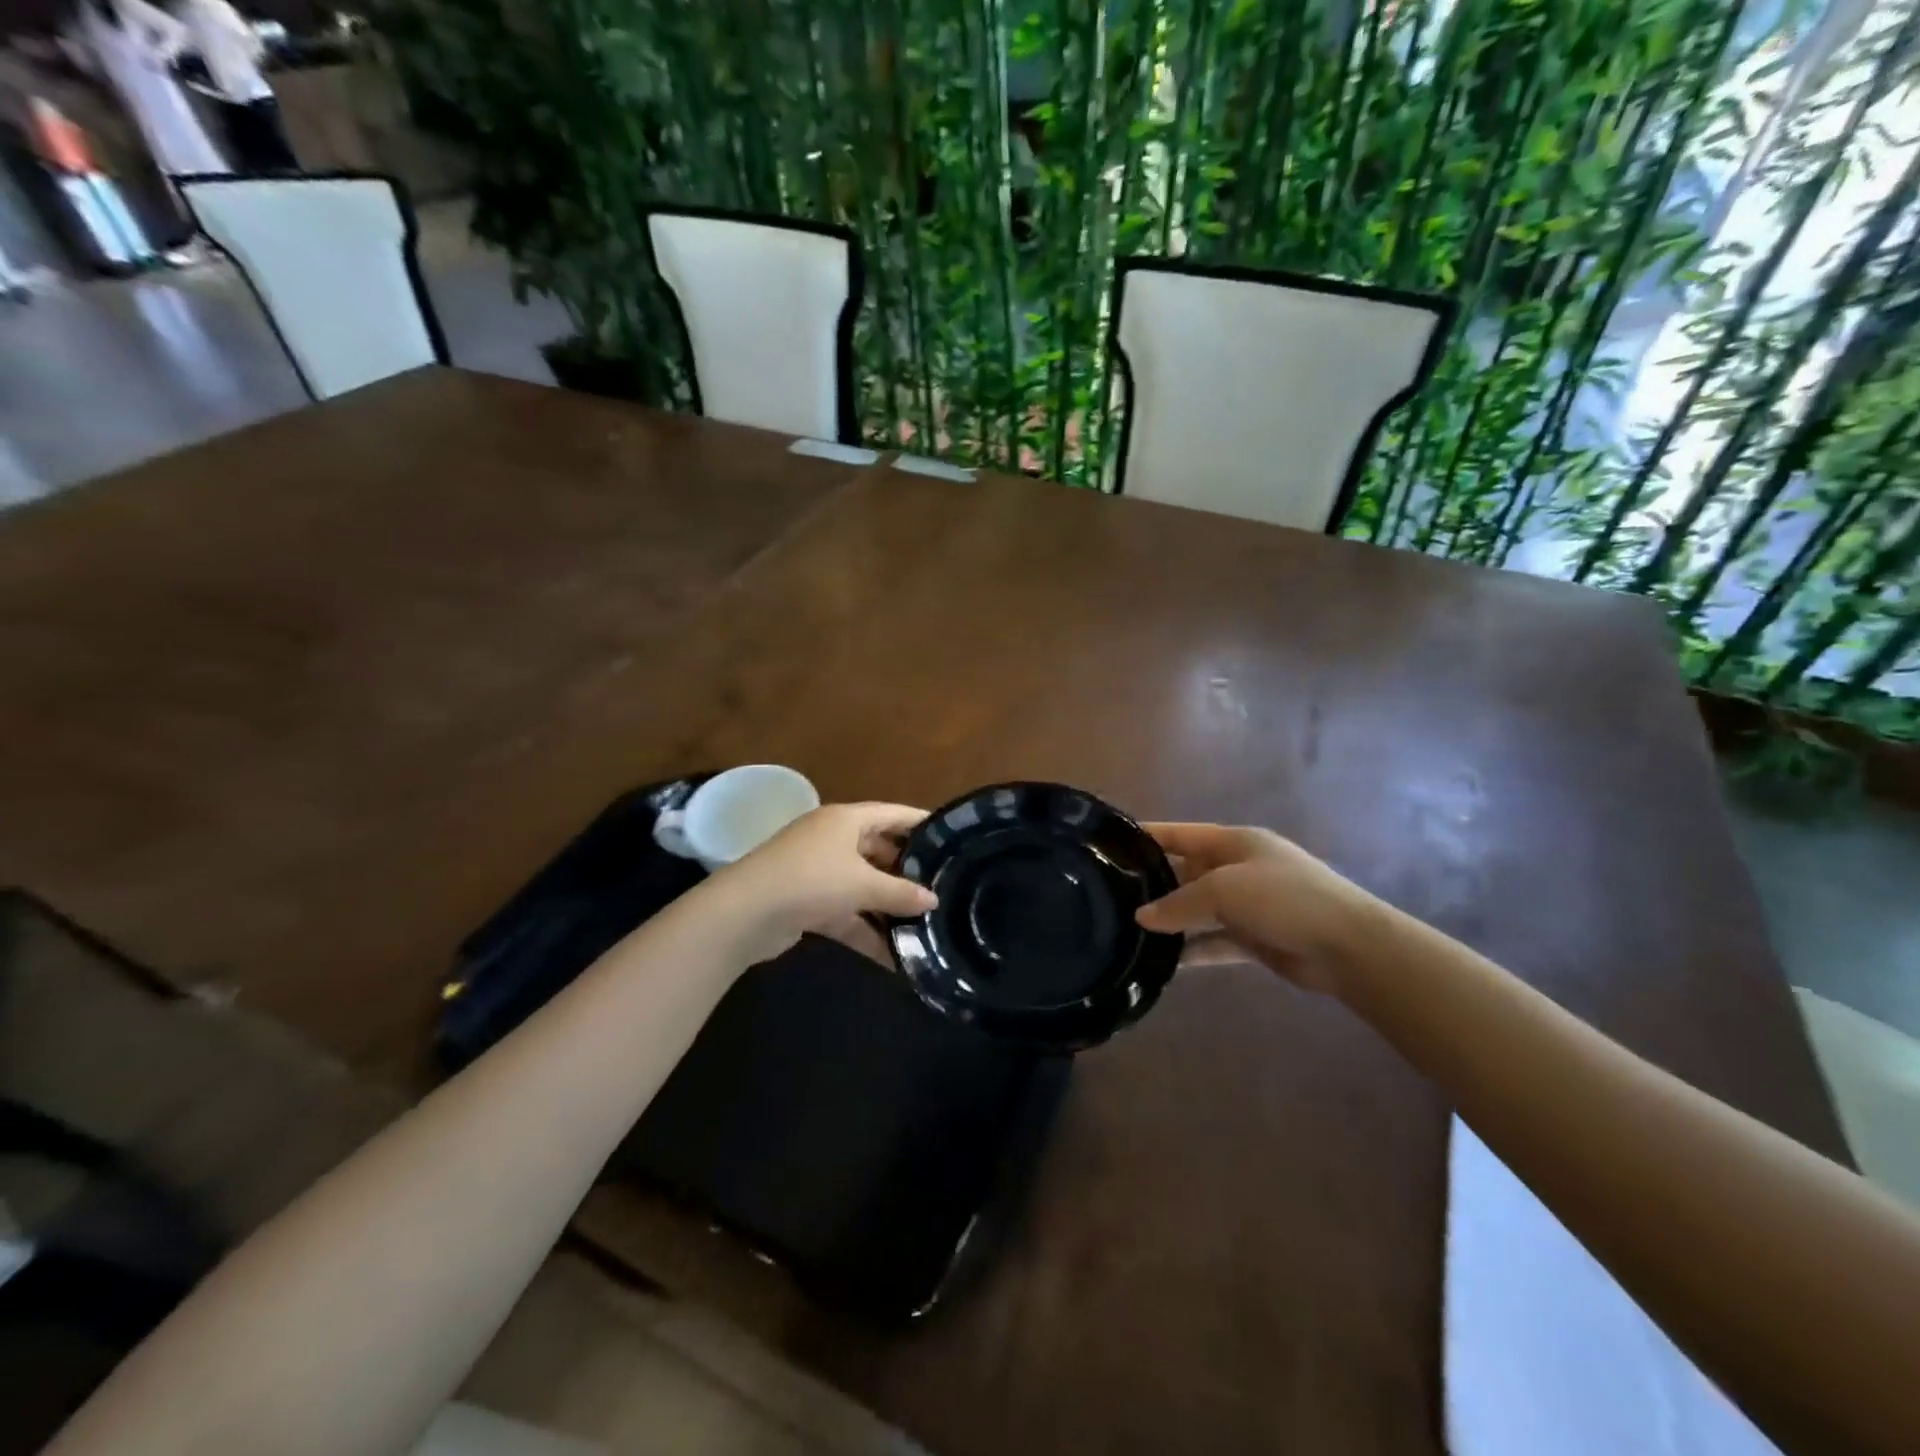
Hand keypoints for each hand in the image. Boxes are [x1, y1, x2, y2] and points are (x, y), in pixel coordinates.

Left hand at [705, 802, 935, 963]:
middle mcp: (833, 840)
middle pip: (879, 851)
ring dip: (888, 907)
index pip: (893, 814)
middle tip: (942, 887)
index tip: (951, 836)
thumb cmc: (810, 880)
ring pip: (863, 886)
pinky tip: (893, 957)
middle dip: (907, 872)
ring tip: (925, 925)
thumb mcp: (862, 884)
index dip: (920, 823)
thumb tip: (933, 900)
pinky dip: (866, 931)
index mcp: (846, 820)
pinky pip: (847, 914)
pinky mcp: (808, 903)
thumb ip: (900, 893)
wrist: (744, 914)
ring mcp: (819, 872)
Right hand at [1135, 824, 1380, 996]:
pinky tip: (1163, 961)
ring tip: (1129, 930)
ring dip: (1172, 920)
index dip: (1148, 836)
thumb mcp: (1224, 890)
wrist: (1347, 946)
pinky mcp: (1255, 938)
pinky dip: (1192, 949)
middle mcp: (1239, 868)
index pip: (1181, 834)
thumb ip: (1179, 903)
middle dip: (1155, 883)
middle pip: (1187, 871)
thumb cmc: (1283, 898)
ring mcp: (1248, 905)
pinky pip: (1213, 941)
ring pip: (1198, 909)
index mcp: (1234, 842)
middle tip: (1112, 896)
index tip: (1110, 844)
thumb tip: (1141, 917)